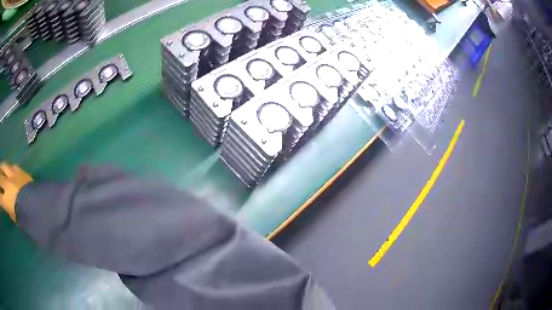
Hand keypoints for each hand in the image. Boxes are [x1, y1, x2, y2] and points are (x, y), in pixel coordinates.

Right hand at [0, 163, 32, 220]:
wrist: (40, 205)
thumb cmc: (27, 218)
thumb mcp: (17, 220)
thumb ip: (11, 213)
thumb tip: (9, 209)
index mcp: (7, 200)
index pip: (0, 198)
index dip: (0, 199)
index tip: (0, 200)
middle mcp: (7, 184)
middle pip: (0, 177)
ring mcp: (13, 175)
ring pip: (3, 166)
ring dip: (0, 168)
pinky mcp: (19, 170)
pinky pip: (11, 166)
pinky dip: (7, 167)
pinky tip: (7, 169)